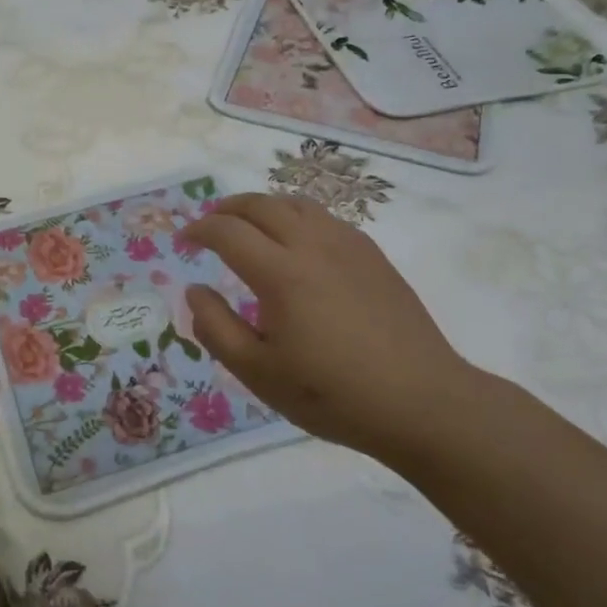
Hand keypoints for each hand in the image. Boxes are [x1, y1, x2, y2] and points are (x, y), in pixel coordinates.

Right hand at [180, 193, 479, 463]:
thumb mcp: (259, 373)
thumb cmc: (333, 394)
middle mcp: (312, 245)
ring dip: (263, 206)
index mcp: (280, 273)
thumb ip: (216, 328)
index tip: (184, 241)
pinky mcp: (372, 255)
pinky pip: (325, 217)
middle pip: (260, 205)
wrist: (422, 402)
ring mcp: (348, 245)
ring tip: (249, 225)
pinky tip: (297, 242)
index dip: (199, 230)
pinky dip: (296, 216)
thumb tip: (195, 290)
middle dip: (227, 208)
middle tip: (210, 224)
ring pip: (296, 204)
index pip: (228, 231)